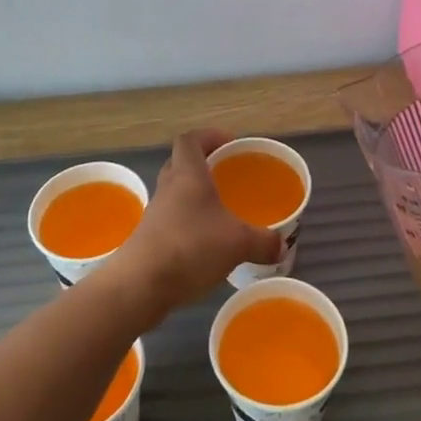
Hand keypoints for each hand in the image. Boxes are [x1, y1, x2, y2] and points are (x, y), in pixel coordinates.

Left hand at [101, 130, 283, 324]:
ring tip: (221, 212)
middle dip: (204, 166)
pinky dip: (189, 224)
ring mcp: (155, 214)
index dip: (210, 136)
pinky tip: (207, 244)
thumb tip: (281, 245)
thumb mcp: (237, 243)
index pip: (191, 139)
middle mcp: (168, 188)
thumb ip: (263, 242)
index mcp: (187, 175)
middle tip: (228, 176)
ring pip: (176, 194)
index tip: (230, 143)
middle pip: (181, 164)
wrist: (139, 285)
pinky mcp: (149, 239)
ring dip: (195, 197)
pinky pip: (172, 220)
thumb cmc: (190, 247)